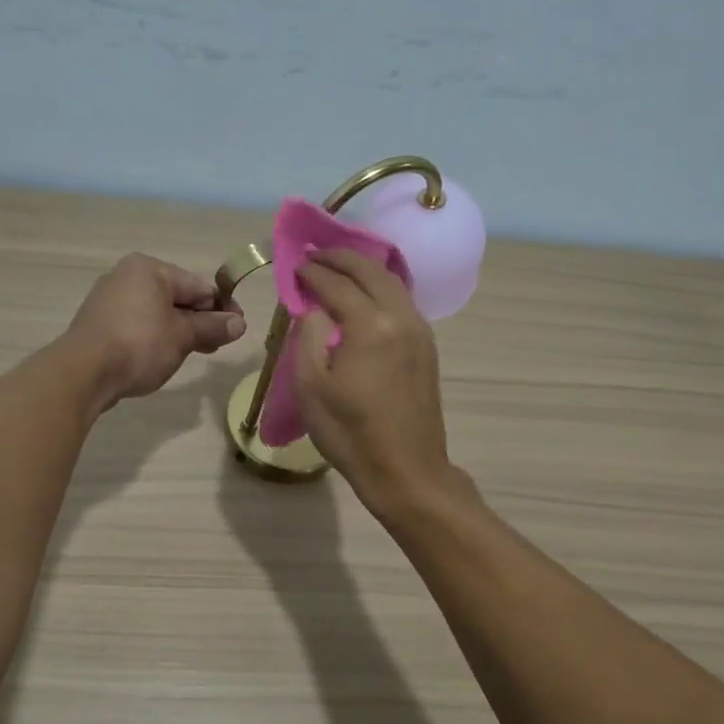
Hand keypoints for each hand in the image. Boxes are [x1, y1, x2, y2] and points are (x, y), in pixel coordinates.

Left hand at [66, 253, 245, 408]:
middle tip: (219, 344)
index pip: (197, 285)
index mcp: (149, 268)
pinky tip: (164, 356)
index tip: (237, 328)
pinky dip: (155, 337)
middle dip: (200, 321)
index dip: (221, 307)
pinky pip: (138, 325)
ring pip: (157, 313)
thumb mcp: (183, 336)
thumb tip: (239, 323)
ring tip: (195, 353)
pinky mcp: (99, 324)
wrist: (84, 372)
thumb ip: (212, 327)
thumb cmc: (140, 344)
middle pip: (176, 297)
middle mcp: (127, 276)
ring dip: (179, 331)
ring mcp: (109, 300)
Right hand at [294, 250, 458, 514]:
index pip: (337, 284)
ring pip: (392, 282)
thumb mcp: (311, 387)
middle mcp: (400, 317)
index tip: (295, 264)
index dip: (313, 271)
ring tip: (338, 266)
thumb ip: (309, 336)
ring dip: (363, 268)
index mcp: (370, 325)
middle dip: (340, 257)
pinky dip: (380, 286)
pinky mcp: (427, 346)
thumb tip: (315, 308)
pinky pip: (402, 300)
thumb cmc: (350, 433)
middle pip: (370, 271)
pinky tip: (365, 293)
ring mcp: (420, 330)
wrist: (406, 470)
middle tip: (315, 253)